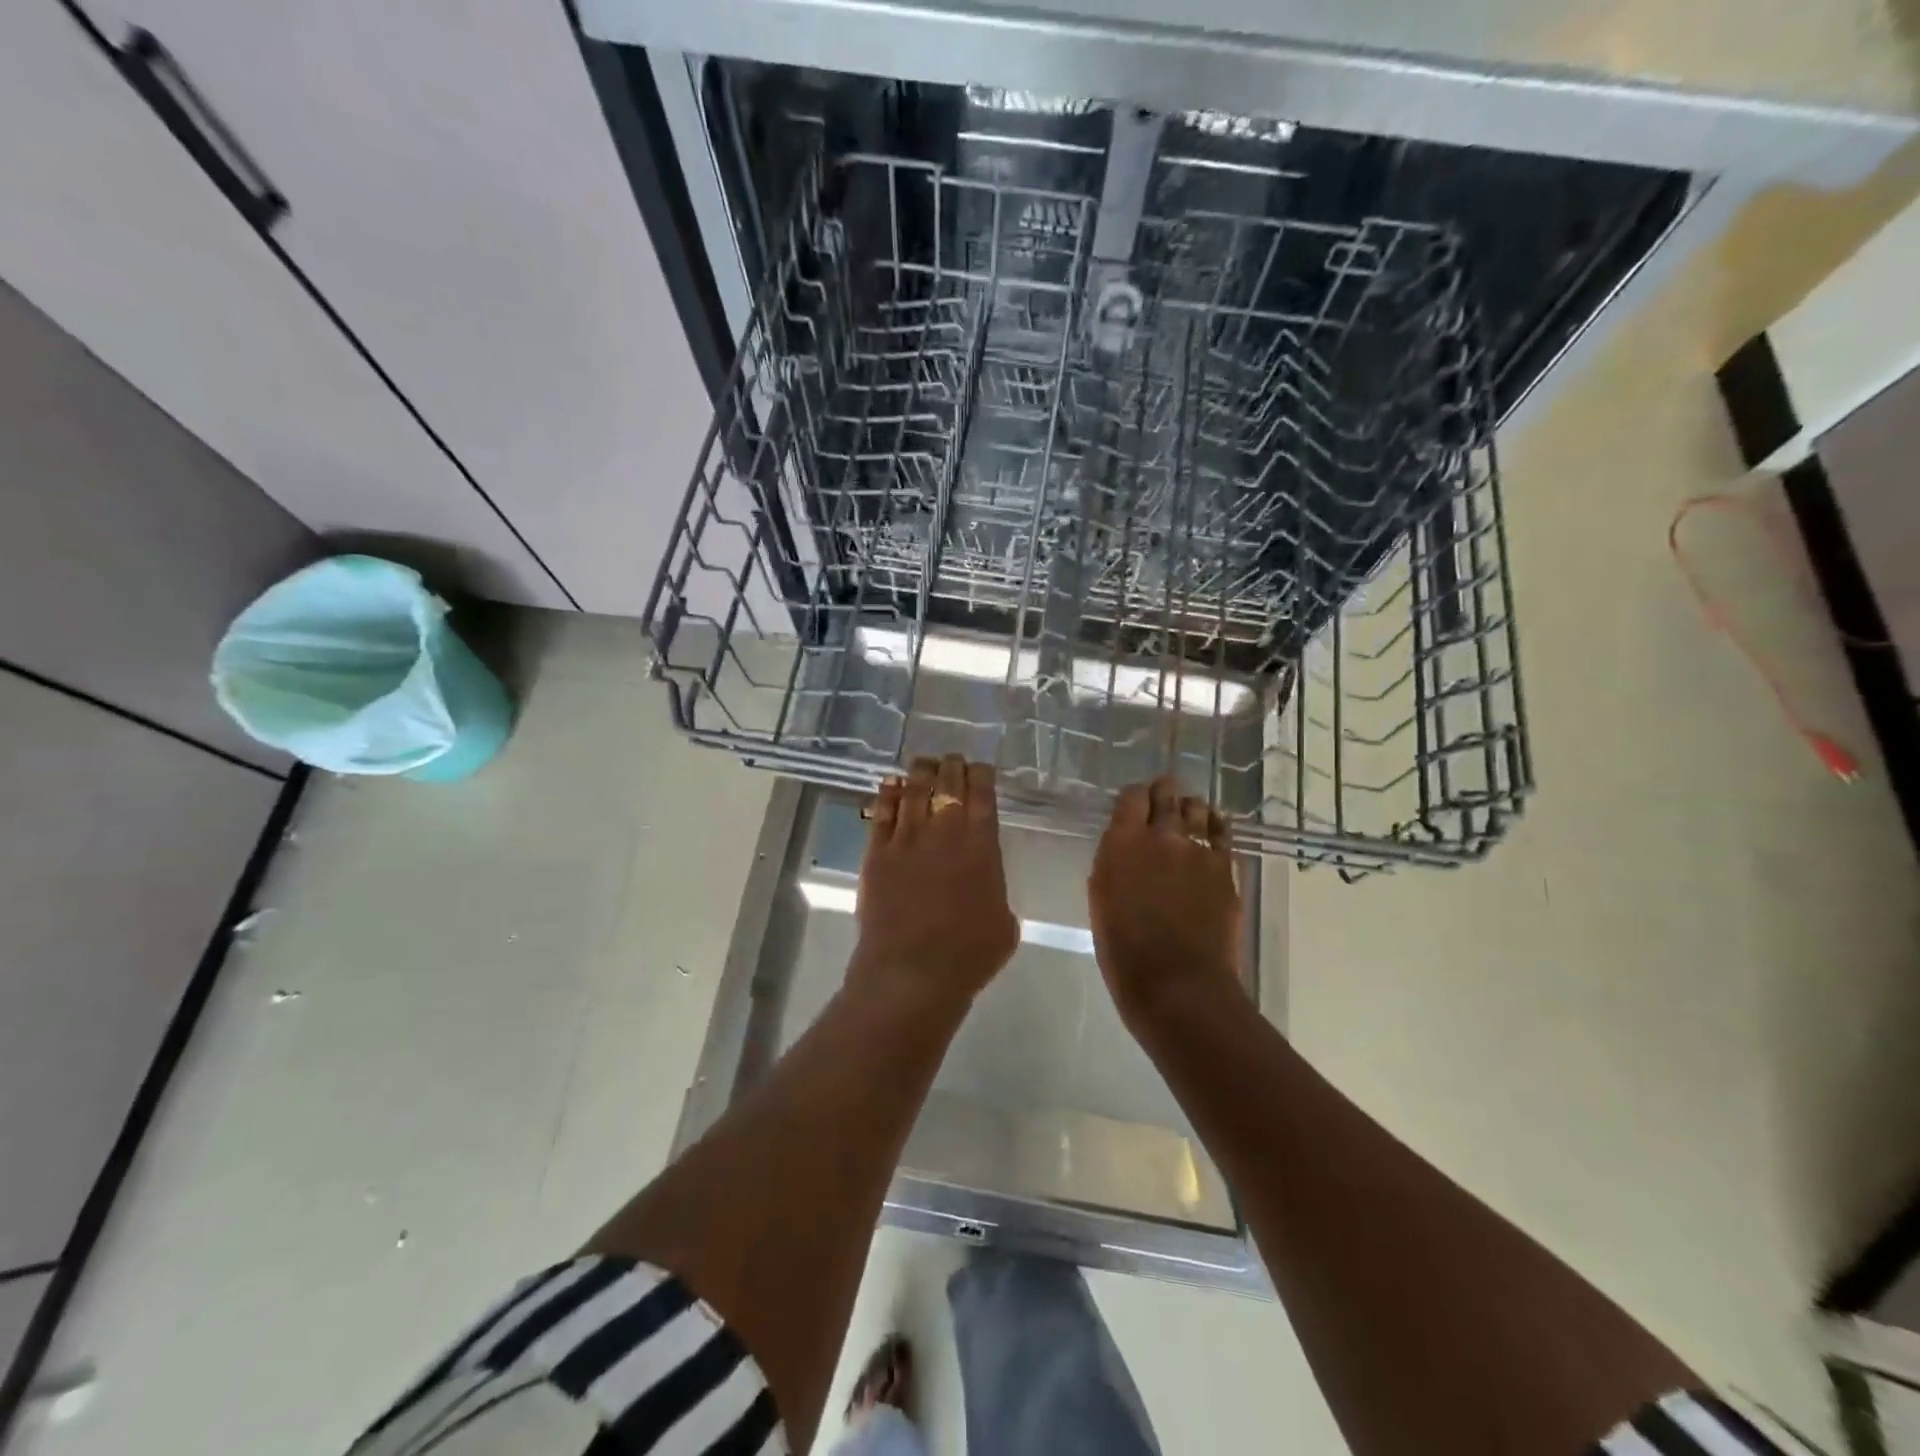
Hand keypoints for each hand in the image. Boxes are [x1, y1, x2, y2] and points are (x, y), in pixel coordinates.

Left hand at [854, 755, 1017, 1008]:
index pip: (982, 794)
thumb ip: (995, 891)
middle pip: (948, 784)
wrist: (912, 972)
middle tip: (952, 761)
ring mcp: (906, 839)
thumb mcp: (1004, 923)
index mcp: (981, 845)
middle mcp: (944, 832)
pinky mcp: (877, 853)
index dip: (981, 775)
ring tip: (924, 763)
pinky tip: (890, 783)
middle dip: (952, 767)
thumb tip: (983, 883)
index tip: (980, 768)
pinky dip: (887, 793)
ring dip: (920, 772)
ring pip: (913, 790)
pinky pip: (882, 812)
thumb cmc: (968, 956)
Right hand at [1089, 775, 1242, 1029]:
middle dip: (1163, 792)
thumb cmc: (1124, 951)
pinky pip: (1223, 833)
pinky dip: (1216, 825)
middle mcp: (1161, 836)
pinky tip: (1213, 828)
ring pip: (1197, 808)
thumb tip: (1124, 849)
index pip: (1131, 796)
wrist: (1178, 984)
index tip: (1133, 804)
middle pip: (1166, 793)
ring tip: (1187, 816)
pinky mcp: (1225, 868)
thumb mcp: (1101, 900)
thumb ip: (1113, 864)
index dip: (1134, 796)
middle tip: (1161, 799)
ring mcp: (1198, 850)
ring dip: (1189, 808)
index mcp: (1122, 843)